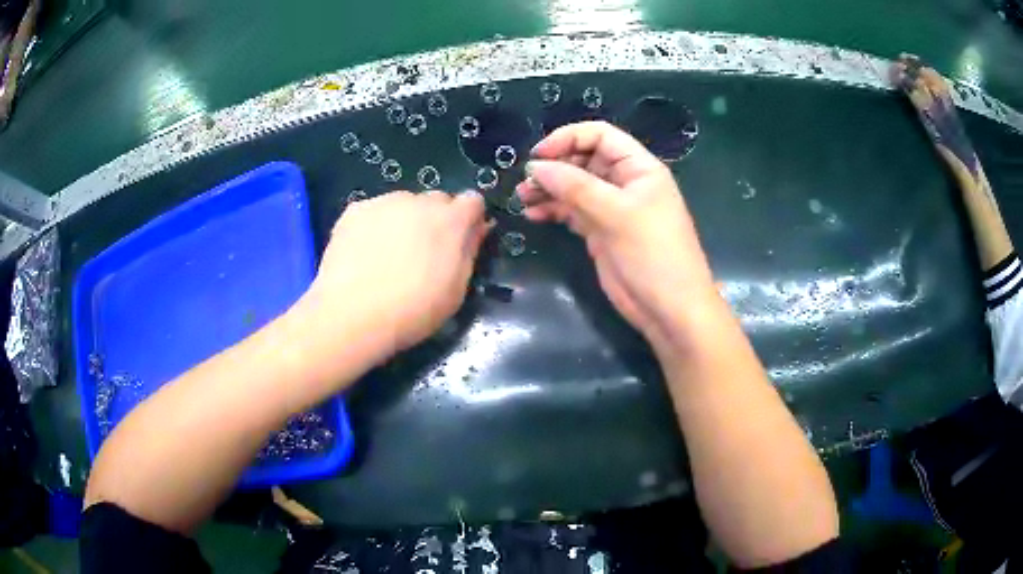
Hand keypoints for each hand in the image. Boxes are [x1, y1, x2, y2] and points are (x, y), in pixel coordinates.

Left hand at [300, 190, 489, 363]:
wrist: (351, 315)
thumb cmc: (412, 312)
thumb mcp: (455, 291)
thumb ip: (469, 252)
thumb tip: (478, 229)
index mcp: (450, 220)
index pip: (473, 201)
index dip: (470, 219)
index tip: (462, 240)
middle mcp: (418, 201)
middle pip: (437, 200)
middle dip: (437, 219)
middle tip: (424, 252)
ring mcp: (383, 202)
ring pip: (404, 204)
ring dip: (405, 221)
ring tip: (389, 255)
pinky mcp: (354, 210)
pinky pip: (375, 211)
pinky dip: (375, 226)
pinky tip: (365, 253)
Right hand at [517, 121, 716, 351]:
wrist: (669, 309)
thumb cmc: (653, 255)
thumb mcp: (616, 215)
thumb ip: (575, 187)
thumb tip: (536, 167)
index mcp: (639, 168)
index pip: (600, 136)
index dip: (568, 139)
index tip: (538, 156)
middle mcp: (625, 182)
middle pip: (583, 159)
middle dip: (554, 167)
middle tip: (525, 182)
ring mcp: (612, 208)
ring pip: (574, 186)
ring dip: (548, 189)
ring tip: (523, 198)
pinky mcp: (601, 231)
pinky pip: (572, 211)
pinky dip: (553, 210)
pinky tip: (533, 214)